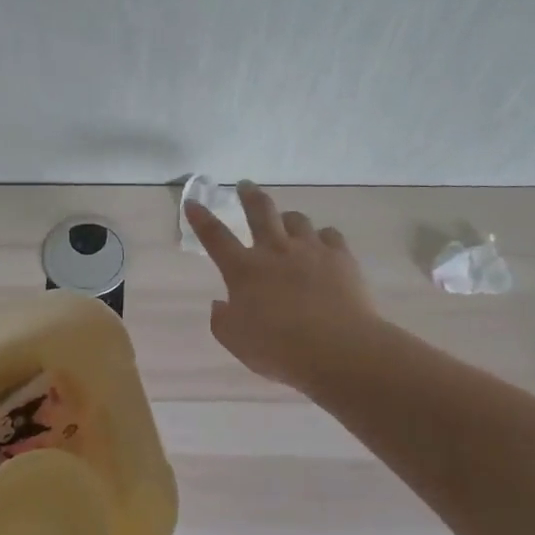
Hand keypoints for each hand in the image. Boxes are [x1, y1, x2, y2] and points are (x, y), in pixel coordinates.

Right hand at [185, 181, 379, 391]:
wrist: (337, 348)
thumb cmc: (278, 349)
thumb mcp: (236, 341)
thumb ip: (222, 320)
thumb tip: (220, 304)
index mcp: (244, 270)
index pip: (215, 237)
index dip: (201, 219)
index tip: (193, 202)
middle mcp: (275, 251)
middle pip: (260, 211)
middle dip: (249, 195)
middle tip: (245, 185)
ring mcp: (310, 250)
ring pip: (296, 219)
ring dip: (288, 219)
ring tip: (287, 223)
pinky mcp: (340, 257)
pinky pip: (330, 235)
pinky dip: (322, 238)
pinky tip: (323, 246)